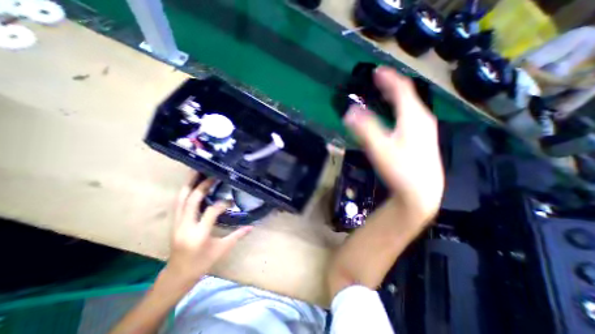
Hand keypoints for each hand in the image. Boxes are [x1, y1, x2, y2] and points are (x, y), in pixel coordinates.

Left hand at [164, 174, 252, 283]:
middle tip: (213, 175)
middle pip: (192, 201)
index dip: (222, 204)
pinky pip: (178, 203)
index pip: (211, 212)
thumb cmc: (201, 263)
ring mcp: (177, 224)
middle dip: (202, 186)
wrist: (177, 275)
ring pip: (180, 200)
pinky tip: (190, 184)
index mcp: (199, 235)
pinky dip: (184, 192)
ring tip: (196, 172)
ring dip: (189, 185)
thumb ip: (237, 236)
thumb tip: (251, 226)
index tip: (231, 201)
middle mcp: (185, 226)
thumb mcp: (221, 250)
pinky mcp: (175, 223)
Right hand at [342, 66, 443, 220]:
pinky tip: (393, 115)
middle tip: (378, 80)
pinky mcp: (423, 139)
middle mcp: (422, 119)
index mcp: (413, 117)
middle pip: (407, 95)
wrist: (422, 193)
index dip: (389, 78)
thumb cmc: (401, 170)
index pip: (401, 89)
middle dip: (391, 85)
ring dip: (396, 97)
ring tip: (383, 93)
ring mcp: (425, 130)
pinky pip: (410, 115)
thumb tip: (349, 112)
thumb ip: (364, 130)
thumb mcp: (380, 149)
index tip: (377, 71)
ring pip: (410, 105)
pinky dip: (399, 109)